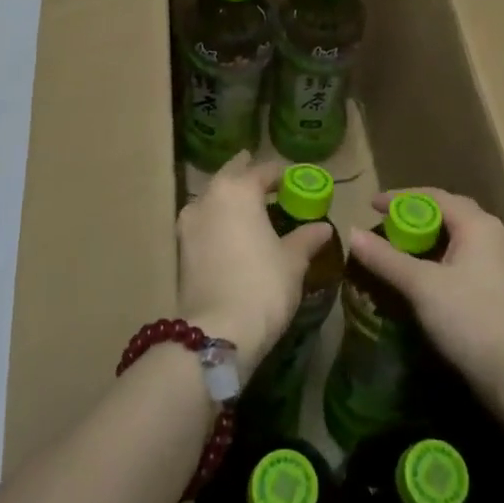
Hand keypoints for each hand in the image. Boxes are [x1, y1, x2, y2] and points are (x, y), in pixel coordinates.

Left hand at [177, 152, 334, 380]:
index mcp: (239, 189)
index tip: (295, 182)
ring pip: (213, 198)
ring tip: (250, 211)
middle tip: (267, 184)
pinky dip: (218, 221)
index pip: (263, 170)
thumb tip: (323, 227)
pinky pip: (204, 222)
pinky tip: (232, 234)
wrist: (217, 332)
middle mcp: (209, 196)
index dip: (282, 176)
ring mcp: (189, 222)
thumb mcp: (293, 261)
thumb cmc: (263, 286)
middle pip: (231, 176)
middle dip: (248, 177)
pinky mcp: (180, 248)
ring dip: (230, 199)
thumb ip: (306, 238)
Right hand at [347, 189, 503, 397]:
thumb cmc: (469, 317)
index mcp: (478, 225)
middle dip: (416, 217)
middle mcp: (495, 237)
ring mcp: (503, 266)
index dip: (401, 198)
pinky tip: (427, 280)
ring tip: (402, 251)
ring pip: (460, 240)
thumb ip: (385, 258)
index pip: (435, 197)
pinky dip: (442, 261)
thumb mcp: (420, 285)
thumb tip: (351, 232)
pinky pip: (467, 262)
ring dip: (430, 241)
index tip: (371, 205)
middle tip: (386, 226)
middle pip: (450, 215)